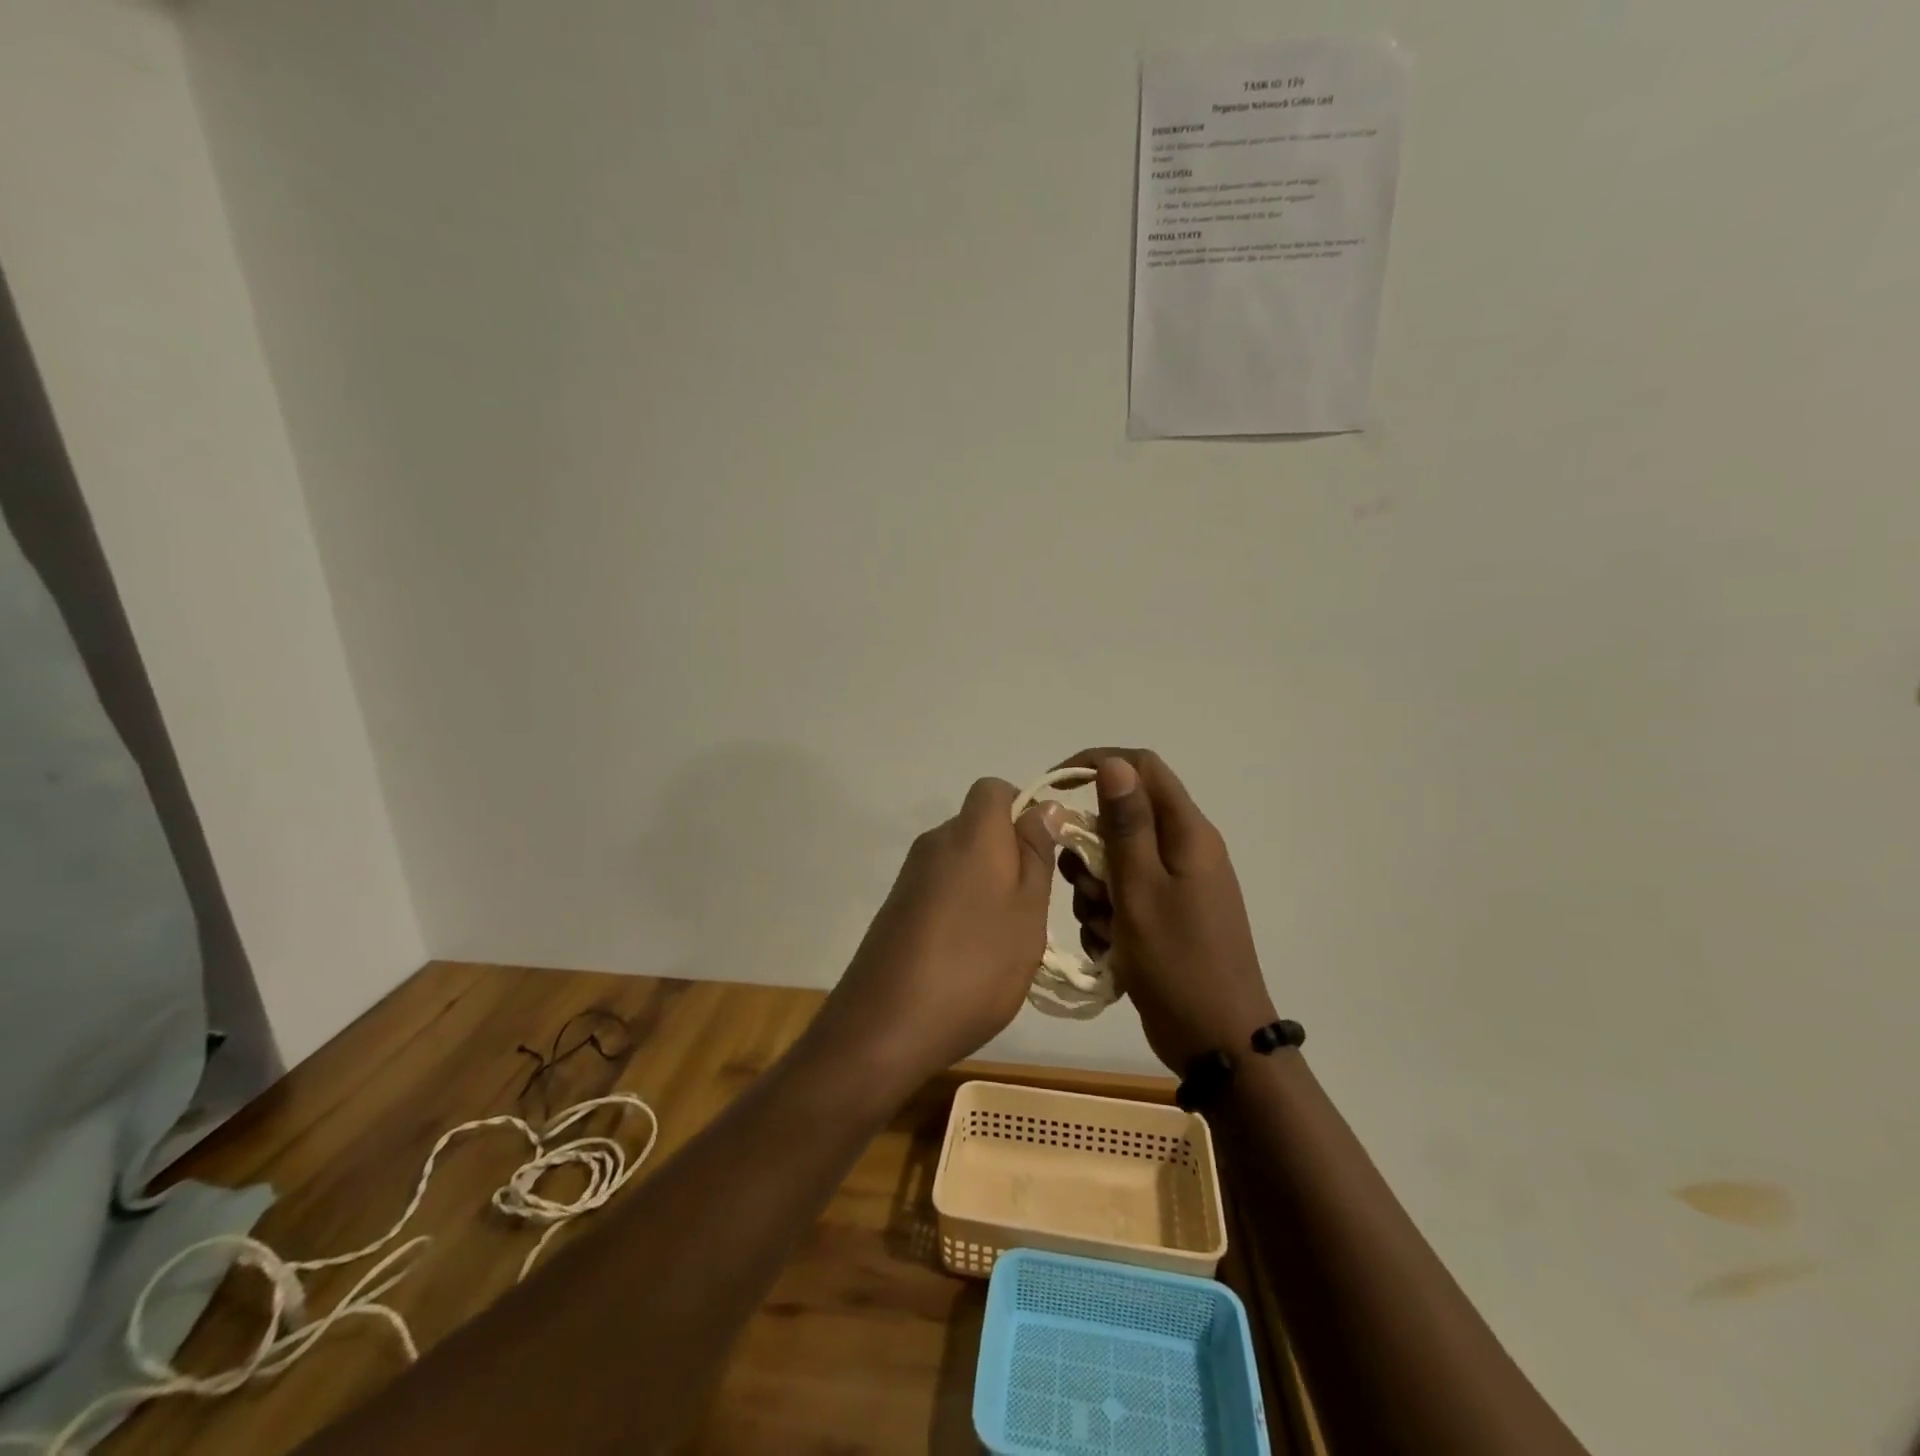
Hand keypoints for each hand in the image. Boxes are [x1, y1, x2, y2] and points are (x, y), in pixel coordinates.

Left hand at [812, 778, 1054, 1097]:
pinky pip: (941, 889)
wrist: (885, 1024)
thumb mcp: (1027, 909)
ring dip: (989, 886)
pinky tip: (970, 956)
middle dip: (1011, 854)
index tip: (1045, 853)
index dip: (1024, 809)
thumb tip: (1044, 806)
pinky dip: (962, 908)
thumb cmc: (975, 964)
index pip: (994, 789)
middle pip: (979, 826)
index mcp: (971, 833)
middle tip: (1034, 906)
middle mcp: (935, 842)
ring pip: (962, 861)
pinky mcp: (897, 907)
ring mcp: (911, 876)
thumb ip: (1037, 853)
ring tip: (1005, 940)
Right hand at [1057, 750, 1276, 1073]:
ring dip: (1095, 889)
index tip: (1055, 787)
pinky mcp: (1167, 915)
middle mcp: (1184, 850)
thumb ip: (1126, 825)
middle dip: (1091, 849)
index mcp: (1187, 834)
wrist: (1218, 1043)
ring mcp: (1177, 885)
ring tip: (1102, 927)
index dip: (1097, 764)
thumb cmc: (1177, 963)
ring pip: (1117, 861)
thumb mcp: (1141, 890)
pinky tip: (1109, 947)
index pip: (1141, 767)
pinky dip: (1107, 915)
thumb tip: (1114, 763)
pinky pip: (1124, 896)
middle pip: (1123, 819)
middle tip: (1085, 885)